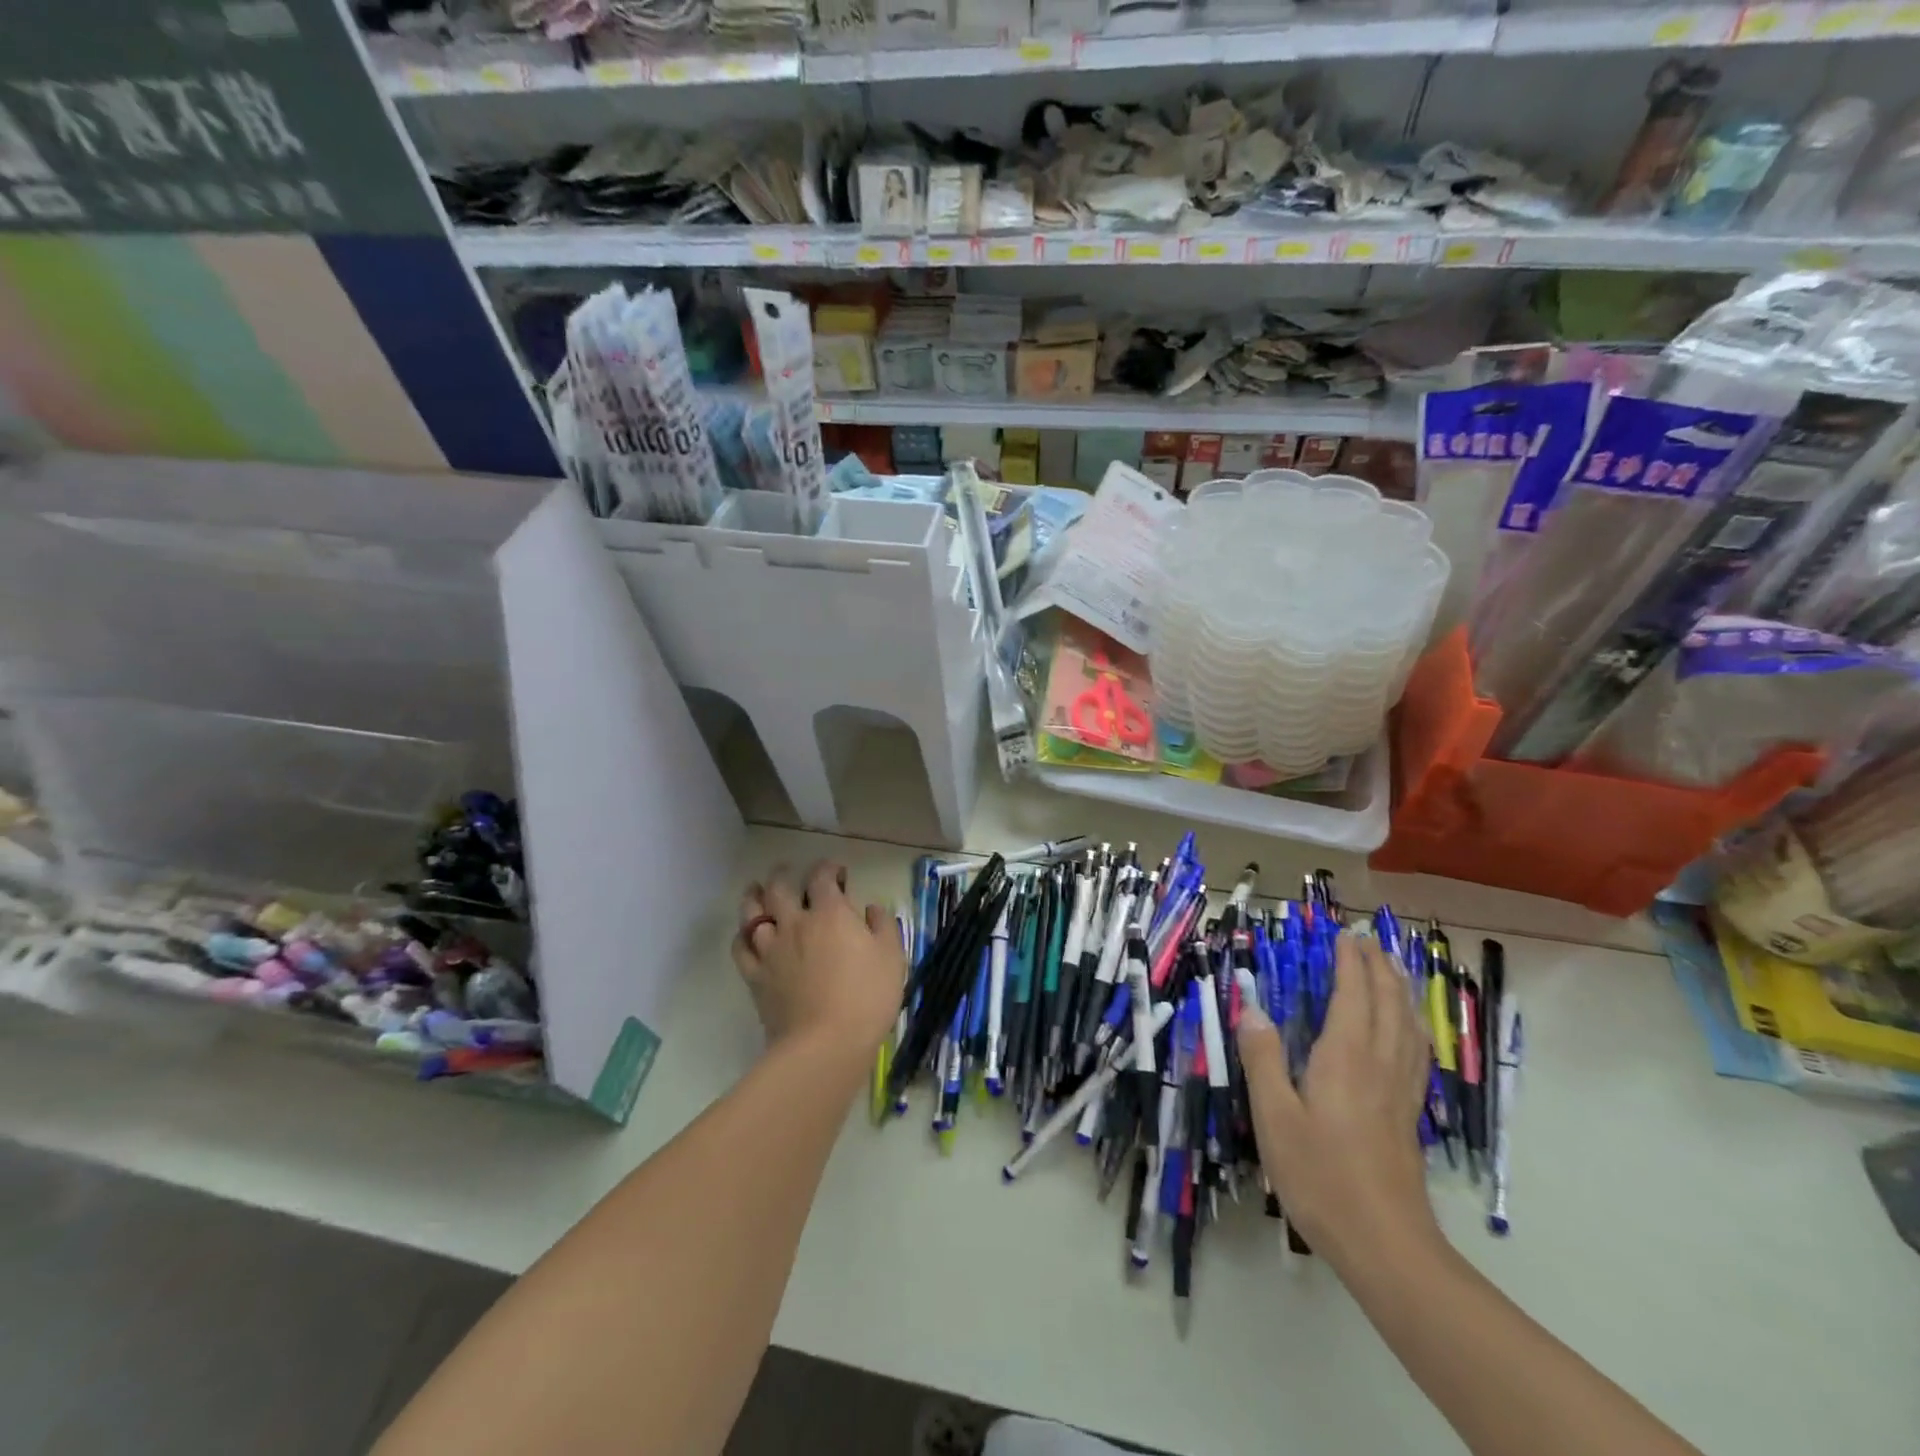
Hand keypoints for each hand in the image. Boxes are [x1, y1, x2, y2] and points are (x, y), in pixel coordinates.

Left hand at [732, 862, 904, 1059]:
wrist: (825, 1044)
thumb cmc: (867, 997)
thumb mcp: (892, 957)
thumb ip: (883, 926)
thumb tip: (871, 908)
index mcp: (830, 913)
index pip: (822, 877)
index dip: (828, 867)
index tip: (837, 871)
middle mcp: (795, 922)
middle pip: (779, 887)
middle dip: (783, 874)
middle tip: (788, 872)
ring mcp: (770, 949)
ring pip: (752, 912)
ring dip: (754, 896)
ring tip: (756, 890)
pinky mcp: (755, 976)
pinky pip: (740, 947)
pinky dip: (742, 935)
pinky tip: (748, 934)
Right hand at [1234, 931, 1437, 1269]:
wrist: (1385, 1243)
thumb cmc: (1321, 1176)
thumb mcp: (1274, 1117)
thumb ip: (1263, 1059)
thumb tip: (1252, 1009)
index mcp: (1345, 1057)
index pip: (1353, 994)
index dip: (1351, 962)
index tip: (1345, 934)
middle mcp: (1379, 1063)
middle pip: (1388, 1002)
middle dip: (1378, 966)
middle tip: (1367, 940)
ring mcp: (1400, 1089)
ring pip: (1408, 1024)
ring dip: (1400, 990)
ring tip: (1392, 970)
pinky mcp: (1409, 1113)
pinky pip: (1416, 1051)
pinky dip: (1412, 1025)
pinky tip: (1407, 1031)